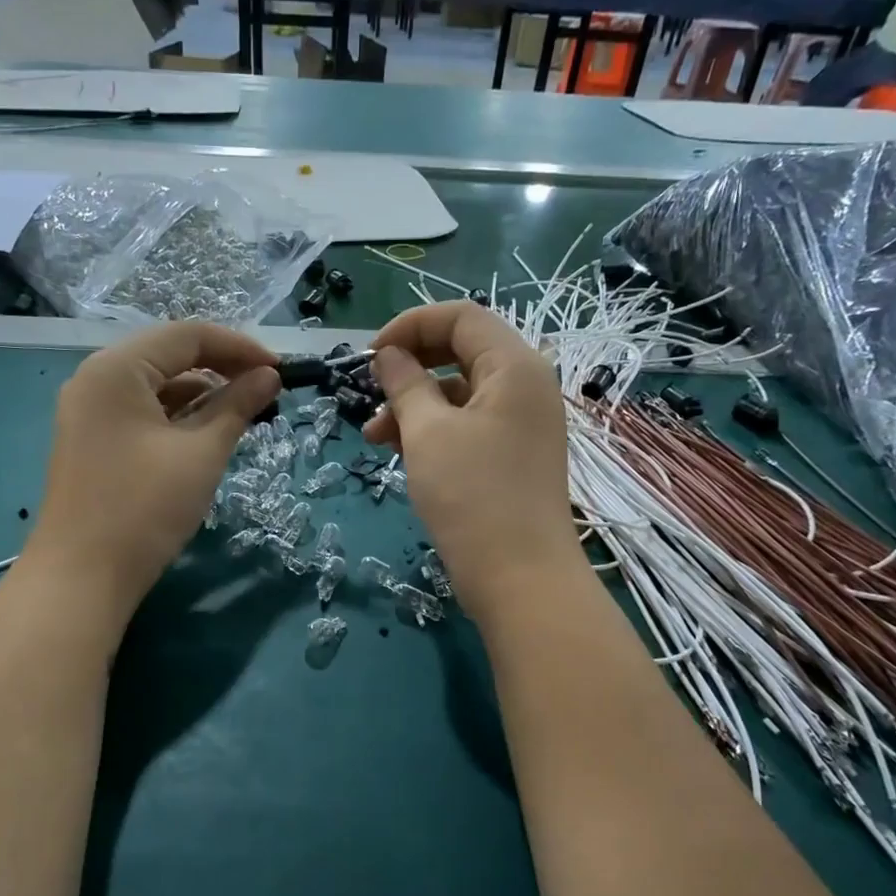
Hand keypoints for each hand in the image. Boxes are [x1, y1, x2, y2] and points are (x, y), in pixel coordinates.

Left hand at [28, 322, 279, 621]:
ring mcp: (90, 411)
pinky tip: (209, 432)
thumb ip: (237, 406)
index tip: (281, 369)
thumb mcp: (201, 453)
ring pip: (157, 386)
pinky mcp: (93, 440)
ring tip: (246, 412)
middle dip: (222, 368)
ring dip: (202, 394)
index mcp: (116, 368)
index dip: (240, 347)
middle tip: (267, 389)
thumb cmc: (145, 508)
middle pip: (169, 356)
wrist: (82, 576)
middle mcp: (96, 378)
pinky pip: (142, 412)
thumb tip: (269, 377)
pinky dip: (178, 416)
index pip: (187, 336)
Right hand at [362, 302, 582, 620]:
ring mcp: (523, 424)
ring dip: (415, 406)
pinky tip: (400, 453)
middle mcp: (526, 386)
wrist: (521, 578)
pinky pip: (470, 426)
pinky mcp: (514, 456)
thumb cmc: (472, 496)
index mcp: (515, 366)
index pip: (460, 317)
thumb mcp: (428, 433)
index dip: (409, 325)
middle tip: (369, 391)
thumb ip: (405, 384)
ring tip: (373, 437)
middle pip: (461, 352)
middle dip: (409, 368)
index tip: (369, 356)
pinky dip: (434, 431)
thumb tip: (388, 355)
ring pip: (461, 394)